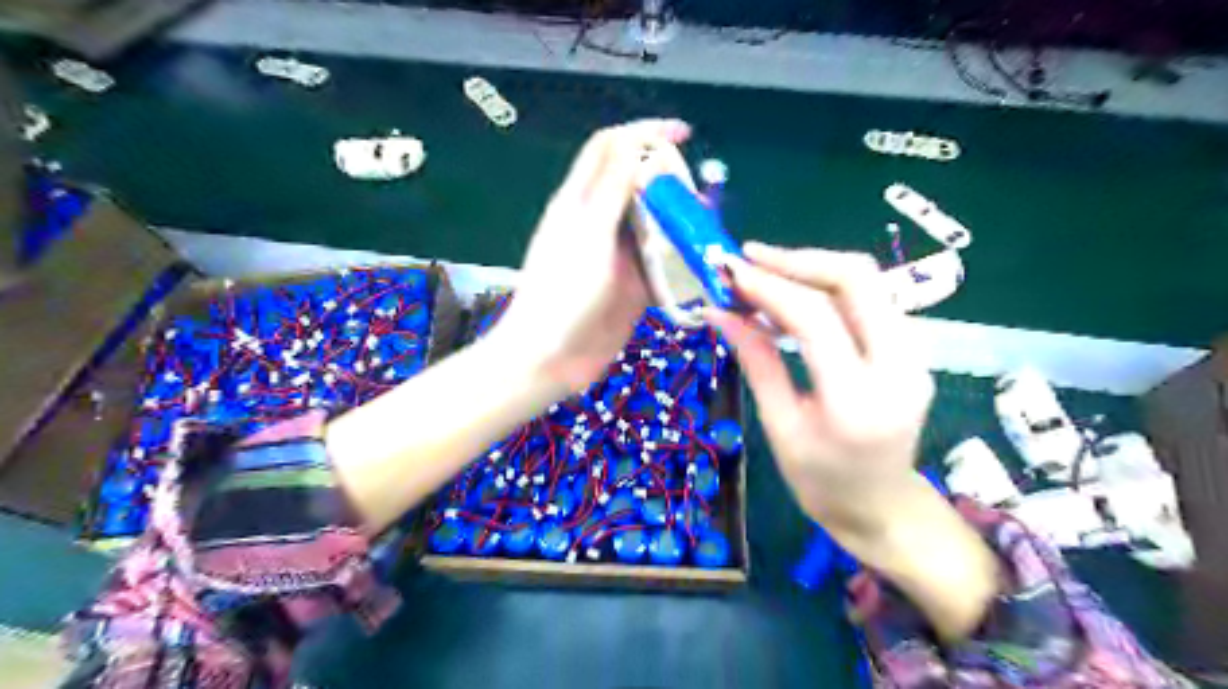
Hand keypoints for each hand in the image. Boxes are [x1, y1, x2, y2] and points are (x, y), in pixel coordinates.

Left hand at [497, 121, 695, 395]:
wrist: (550, 358)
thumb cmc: (562, 293)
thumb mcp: (588, 234)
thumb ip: (613, 189)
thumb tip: (638, 143)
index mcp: (581, 201)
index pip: (611, 148)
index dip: (644, 133)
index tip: (683, 134)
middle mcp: (601, 223)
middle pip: (639, 185)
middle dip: (670, 181)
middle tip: (696, 196)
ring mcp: (618, 256)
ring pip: (656, 225)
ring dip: (681, 222)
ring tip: (706, 227)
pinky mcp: (633, 287)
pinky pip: (663, 264)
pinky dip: (683, 260)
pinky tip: (702, 262)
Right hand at [699, 241, 930, 536]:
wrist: (882, 508)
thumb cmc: (822, 483)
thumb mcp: (780, 427)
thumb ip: (756, 362)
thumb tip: (720, 313)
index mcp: (858, 400)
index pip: (816, 318)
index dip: (769, 287)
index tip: (730, 272)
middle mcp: (899, 366)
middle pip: (856, 279)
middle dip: (797, 260)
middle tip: (748, 259)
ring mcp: (914, 354)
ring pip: (866, 282)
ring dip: (811, 269)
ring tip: (762, 274)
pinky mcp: (911, 349)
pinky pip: (868, 299)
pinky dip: (826, 287)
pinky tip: (792, 296)